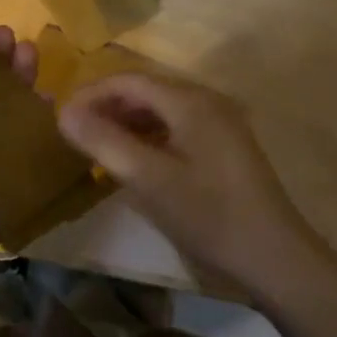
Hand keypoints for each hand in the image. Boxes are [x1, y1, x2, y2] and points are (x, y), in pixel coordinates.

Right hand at [57, 72, 321, 297]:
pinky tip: (136, 161)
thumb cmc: (208, 214)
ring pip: (162, 110)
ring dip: (128, 123)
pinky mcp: (226, 145)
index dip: (91, 94)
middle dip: (108, 107)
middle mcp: (206, 100)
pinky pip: (178, 127)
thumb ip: (104, 142)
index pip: (128, 80)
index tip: (61, 117)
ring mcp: (220, 122)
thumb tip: (63, 112)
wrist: (274, 256)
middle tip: (76, 134)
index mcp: (189, 100)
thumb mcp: (148, 180)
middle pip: (146, 91)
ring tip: (99, 148)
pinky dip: (150, 137)